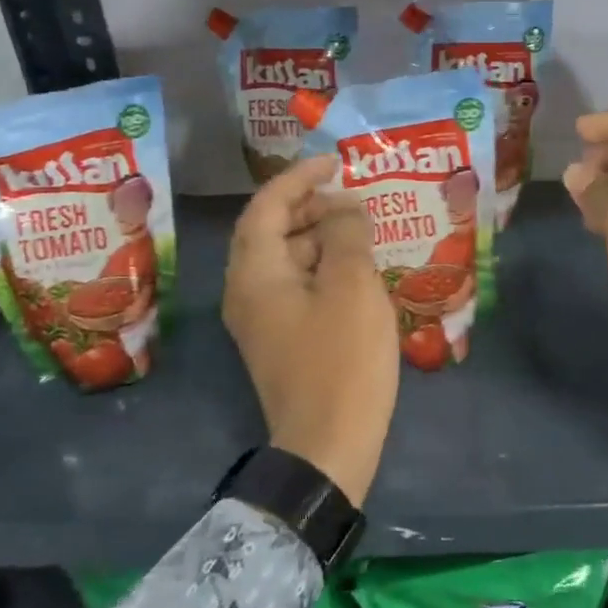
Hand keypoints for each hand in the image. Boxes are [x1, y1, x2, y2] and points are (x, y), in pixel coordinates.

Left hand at [223, 156, 398, 505]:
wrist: (328, 445)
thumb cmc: (341, 359)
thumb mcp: (352, 286)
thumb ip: (347, 235)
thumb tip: (345, 208)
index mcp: (255, 273)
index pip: (266, 206)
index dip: (299, 177)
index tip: (335, 162)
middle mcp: (247, 292)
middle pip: (270, 231)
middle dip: (308, 206)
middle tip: (351, 196)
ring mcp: (262, 320)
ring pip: (284, 260)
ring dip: (318, 237)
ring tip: (360, 229)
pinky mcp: (281, 341)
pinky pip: (296, 286)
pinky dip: (321, 267)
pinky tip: (356, 270)